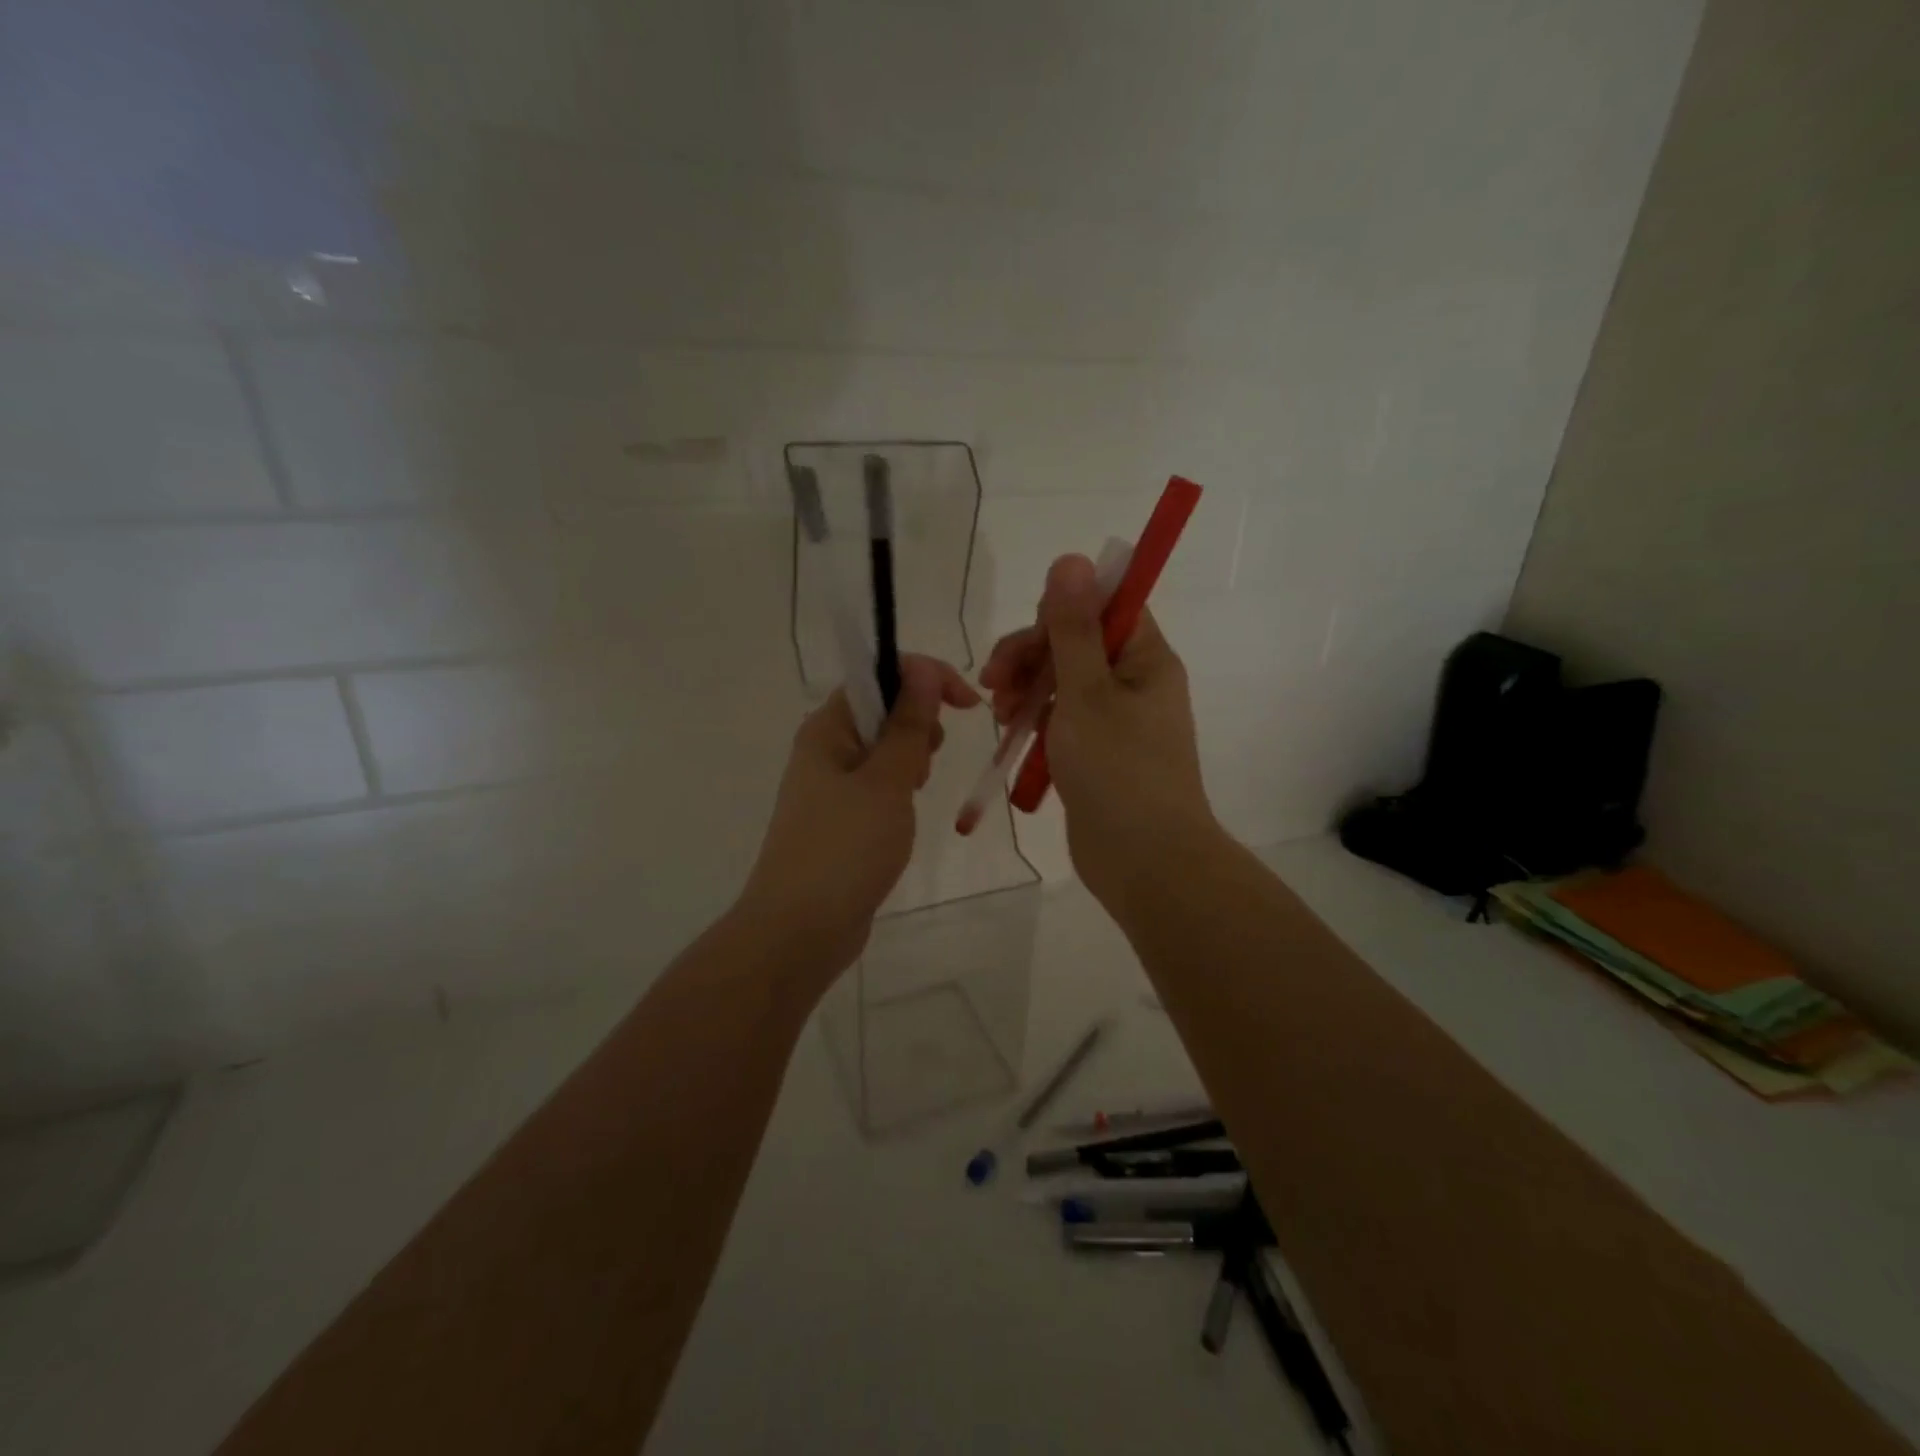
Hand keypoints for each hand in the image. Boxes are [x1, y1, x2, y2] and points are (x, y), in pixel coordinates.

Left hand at [740, 654, 979, 983]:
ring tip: (914, 793)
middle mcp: (824, 749)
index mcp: (827, 728)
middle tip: (928, 761)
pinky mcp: (840, 819)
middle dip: (919, 723)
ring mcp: (830, 786)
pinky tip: (904, 814)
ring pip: (883, 749)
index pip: (877, 675)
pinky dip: (899, 788)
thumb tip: (923, 671)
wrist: (799, 930)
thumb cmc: (844, 848)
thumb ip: (908, 724)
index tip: (967, 703)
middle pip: (882, 710)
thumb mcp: (886, 781)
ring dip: (911, 758)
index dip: (925, 678)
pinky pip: (877, 785)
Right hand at [980, 554, 1213, 903]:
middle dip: (1030, 656)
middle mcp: (1134, 682)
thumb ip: (1072, 628)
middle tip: (994, 682)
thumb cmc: (1118, 771)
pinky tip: (1010, 733)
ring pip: (1062, 682)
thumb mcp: (1086, 692)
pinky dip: (1035, 720)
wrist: (1144, 862)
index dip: (1061, 613)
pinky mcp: (1097, 752)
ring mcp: (1116, 720)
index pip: (1104, 607)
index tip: (1030, 640)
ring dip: (1026, 688)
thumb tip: (1072, 559)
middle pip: (1075, 644)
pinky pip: (1061, 719)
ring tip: (1000, 714)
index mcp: (1145, 658)